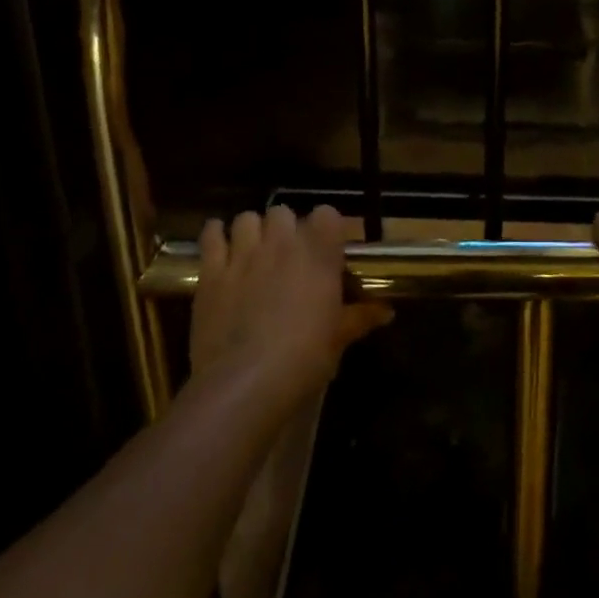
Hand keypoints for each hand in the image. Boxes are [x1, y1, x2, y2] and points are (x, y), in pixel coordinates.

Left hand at [190, 205, 390, 409]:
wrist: (244, 385)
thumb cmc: (302, 361)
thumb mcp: (338, 340)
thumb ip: (360, 318)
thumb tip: (386, 312)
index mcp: (318, 254)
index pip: (327, 214)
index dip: (326, 229)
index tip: (326, 249)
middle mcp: (282, 243)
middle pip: (283, 212)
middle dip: (285, 229)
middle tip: (287, 256)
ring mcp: (244, 254)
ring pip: (247, 218)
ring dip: (252, 231)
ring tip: (253, 252)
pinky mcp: (212, 271)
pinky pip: (211, 235)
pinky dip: (215, 235)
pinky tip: (220, 247)